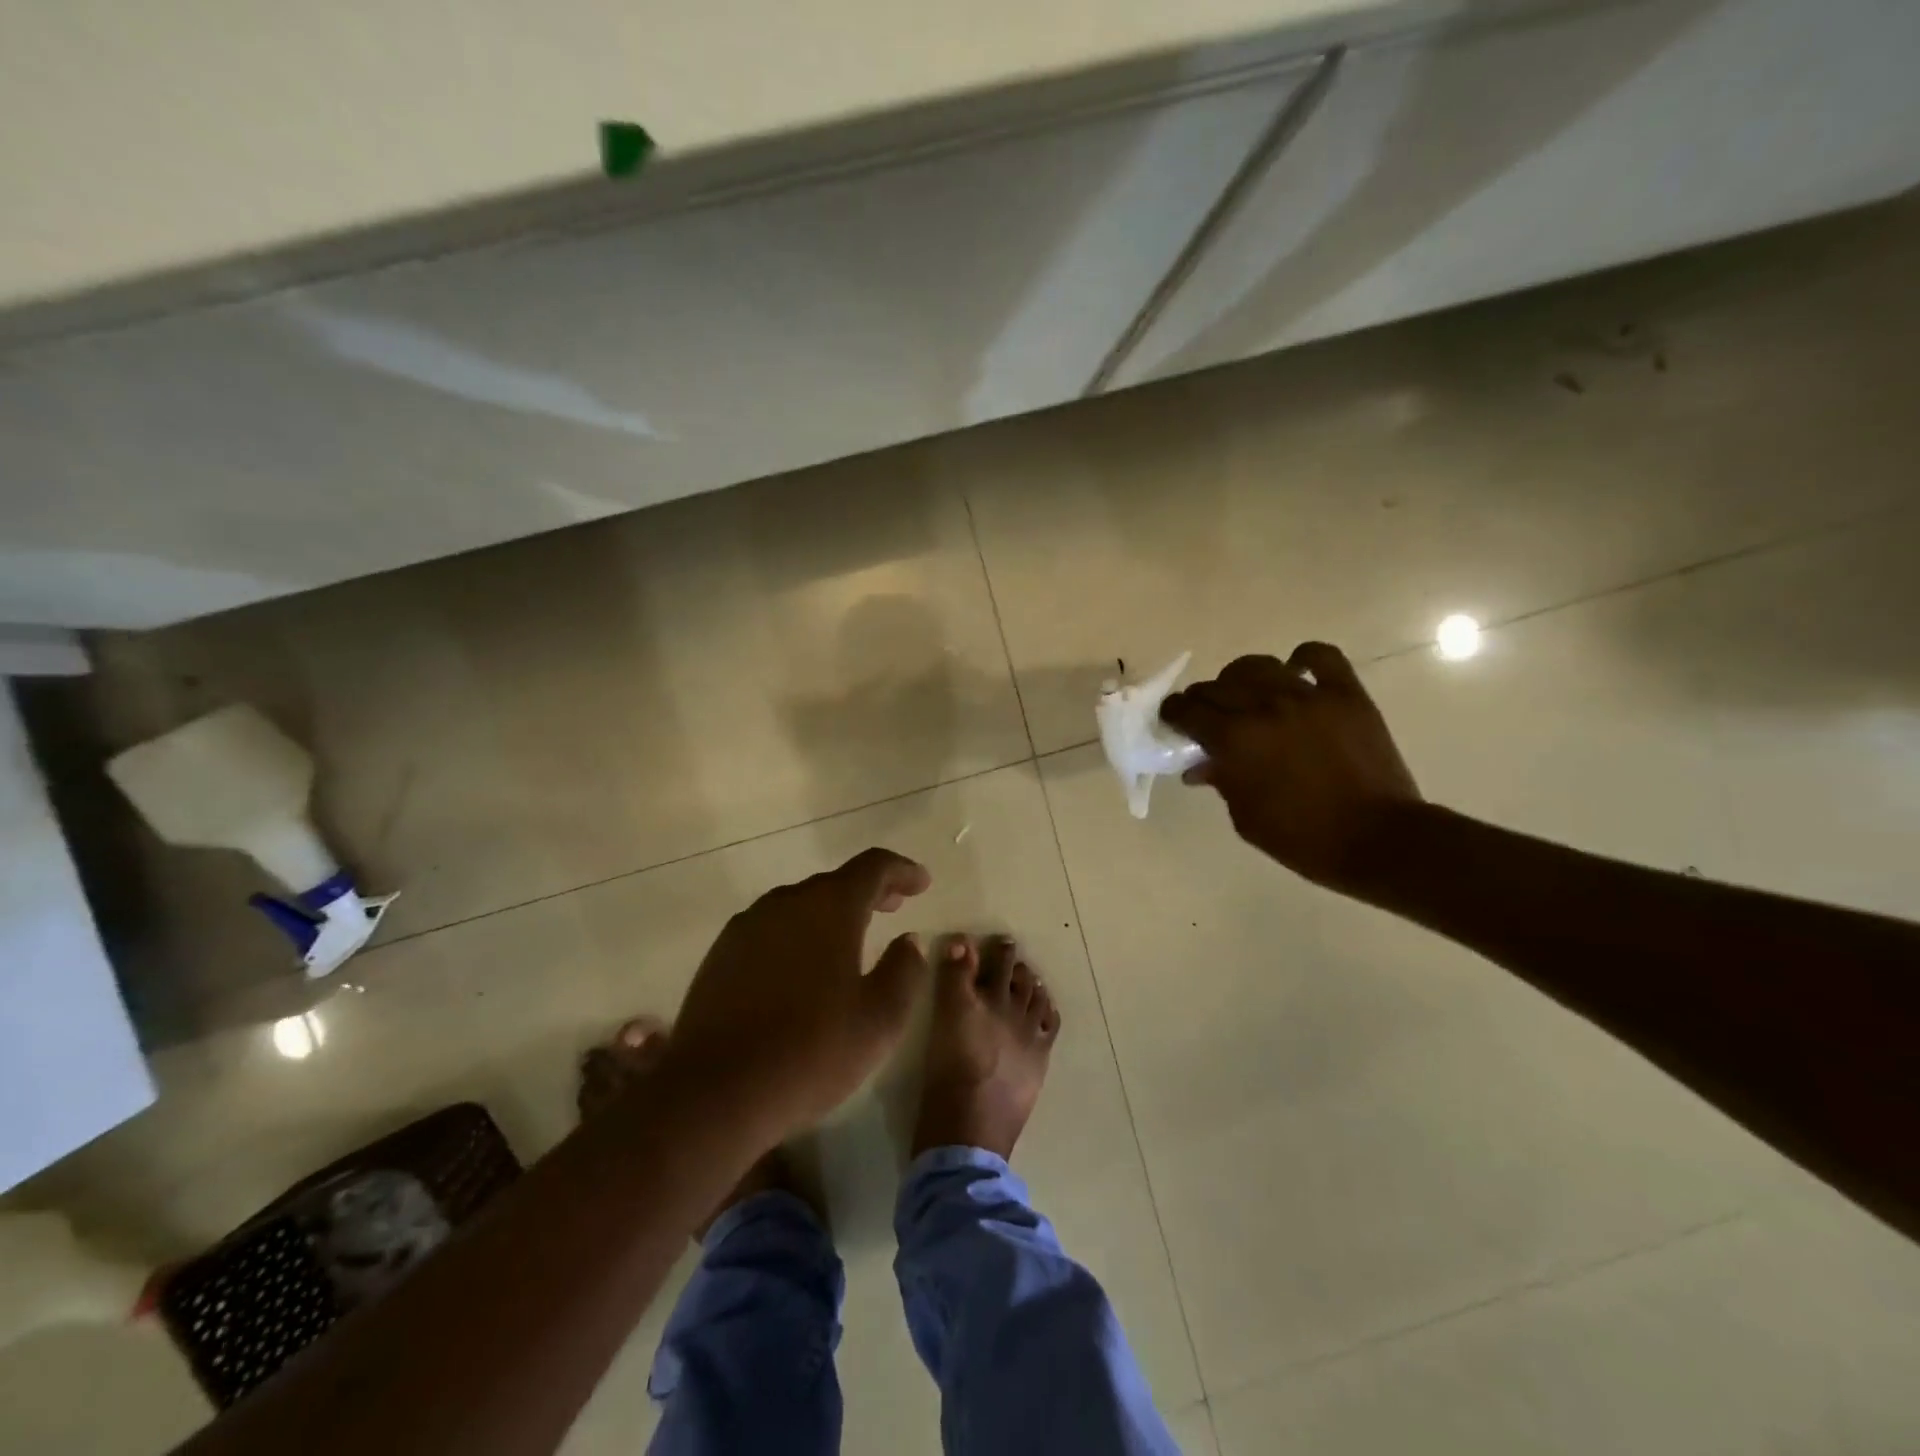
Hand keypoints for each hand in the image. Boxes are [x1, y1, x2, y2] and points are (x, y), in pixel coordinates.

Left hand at [663, 847, 931, 1144]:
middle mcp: (787, 902)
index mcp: (830, 907)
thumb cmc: (812, 1051)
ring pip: (800, 905)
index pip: (873, 867)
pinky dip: (798, 933)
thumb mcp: (880, 1018)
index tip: (922, 883)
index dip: (902, 870)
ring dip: (831, 913)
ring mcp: (748, 926)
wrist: (715, 1092)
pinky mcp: (721, 954)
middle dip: (869, 891)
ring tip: (851, 938)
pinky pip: (772, 929)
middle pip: (835, 882)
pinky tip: (803, 967)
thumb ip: (904, 970)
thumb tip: (909, 941)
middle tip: (894, 905)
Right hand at [1160, 643, 1421, 891]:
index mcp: (1235, 740)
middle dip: (1202, 698)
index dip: (1174, 712)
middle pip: (1218, 686)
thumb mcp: (1246, 817)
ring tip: (1246, 694)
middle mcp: (1265, 708)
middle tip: (1205, 713)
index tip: (1173, 719)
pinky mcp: (1346, 694)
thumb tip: (1199, 765)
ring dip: (1242, 678)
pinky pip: (1321, 656)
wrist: (1378, 840)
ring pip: (1259, 666)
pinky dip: (1303, 658)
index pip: (1189, 710)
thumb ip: (1220, 781)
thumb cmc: (1302, 839)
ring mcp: (1308, 697)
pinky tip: (1295, 672)